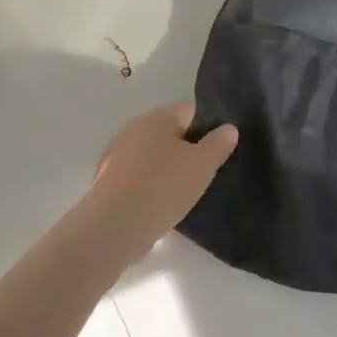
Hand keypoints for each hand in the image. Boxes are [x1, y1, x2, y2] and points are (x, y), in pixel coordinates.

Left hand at [81, 103, 237, 261]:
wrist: (116, 225)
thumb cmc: (164, 185)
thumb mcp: (203, 164)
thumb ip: (219, 143)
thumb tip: (228, 128)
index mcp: (157, 117)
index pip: (191, 111)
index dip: (209, 126)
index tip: (221, 148)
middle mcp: (133, 129)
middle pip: (169, 133)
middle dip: (188, 148)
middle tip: (207, 171)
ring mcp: (116, 155)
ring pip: (152, 156)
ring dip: (168, 168)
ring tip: (186, 191)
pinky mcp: (107, 181)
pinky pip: (138, 177)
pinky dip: (151, 185)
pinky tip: (162, 204)